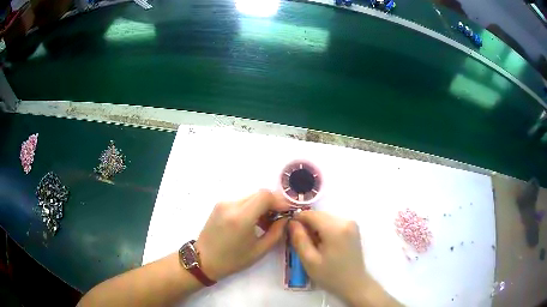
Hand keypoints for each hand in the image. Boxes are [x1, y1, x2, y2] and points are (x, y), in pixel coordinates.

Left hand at [195, 190, 289, 280]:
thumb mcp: (260, 250)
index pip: (265, 195)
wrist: (204, 260)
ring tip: (265, 223)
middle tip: (278, 218)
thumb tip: (285, 218)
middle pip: (259, 194)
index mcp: (241, 217)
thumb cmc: (233, 260)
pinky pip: (241, 201)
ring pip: (250, 197)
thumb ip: (276, 232)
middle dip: (272, 204)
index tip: (286, 212)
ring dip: (261, 205)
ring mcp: (223, 203)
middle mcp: (231, 205)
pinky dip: (251, 207)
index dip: (279, 201)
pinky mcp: (219, 205)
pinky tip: (252, 221)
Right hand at [288, 211, 370, 305]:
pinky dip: (325, 229)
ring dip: (316, 227)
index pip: (311, 214)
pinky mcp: (353, 228)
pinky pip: (333, 222)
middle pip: (319, 215)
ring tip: (312, 244)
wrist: (354, 284)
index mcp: (335, 229)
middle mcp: (345, 221)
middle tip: (300, 241)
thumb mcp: (309, 261)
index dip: (297, 219)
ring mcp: (351, 223)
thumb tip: (291, 222)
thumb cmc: (330, 276)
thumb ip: (299, 239)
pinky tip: (323, 243)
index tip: (289, 230)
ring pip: (325, 218)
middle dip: (307, 224)